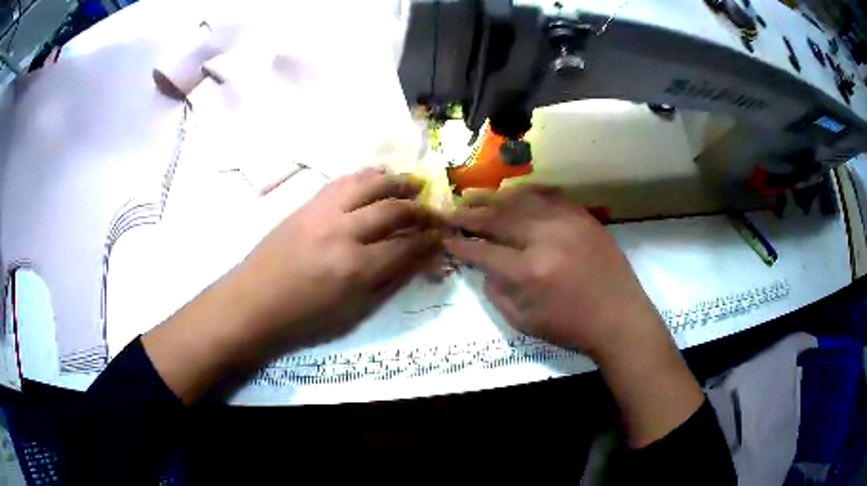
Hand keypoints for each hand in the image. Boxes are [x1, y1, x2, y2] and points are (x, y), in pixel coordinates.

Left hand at [143, 168, 440, 402]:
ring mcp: (323, 212)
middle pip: (393, 210)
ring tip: (414, 184)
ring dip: (397, 182)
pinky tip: (379, 176)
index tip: (443, 236)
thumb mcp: (353, 312)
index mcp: (356, 268)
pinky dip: (367, 175)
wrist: (253, 302)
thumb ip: (390, 281)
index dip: (430, 240)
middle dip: (420, 210)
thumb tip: (421, 260)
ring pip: (370, 184)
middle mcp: (343, 232)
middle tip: (435, 212)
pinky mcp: (308, 203)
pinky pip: (344, 180)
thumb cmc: (304, 319)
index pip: (407, 246)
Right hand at [444, 188, 660, 362]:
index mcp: (528, 272)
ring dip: (493, 198)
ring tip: (472, 195)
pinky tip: (511, 193)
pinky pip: (549, 196)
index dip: (460, 244)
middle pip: (497, 218)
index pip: (483, 250)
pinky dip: (526, 193)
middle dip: (469, 214)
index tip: (445, 238)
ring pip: (521, 200)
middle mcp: (544, 239)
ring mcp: (566, 222)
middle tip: (451, 211)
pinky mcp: (583, 216)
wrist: (619, 317)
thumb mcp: (523, 323)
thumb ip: (496, 293)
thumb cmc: (570, 327)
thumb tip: (484, 266)